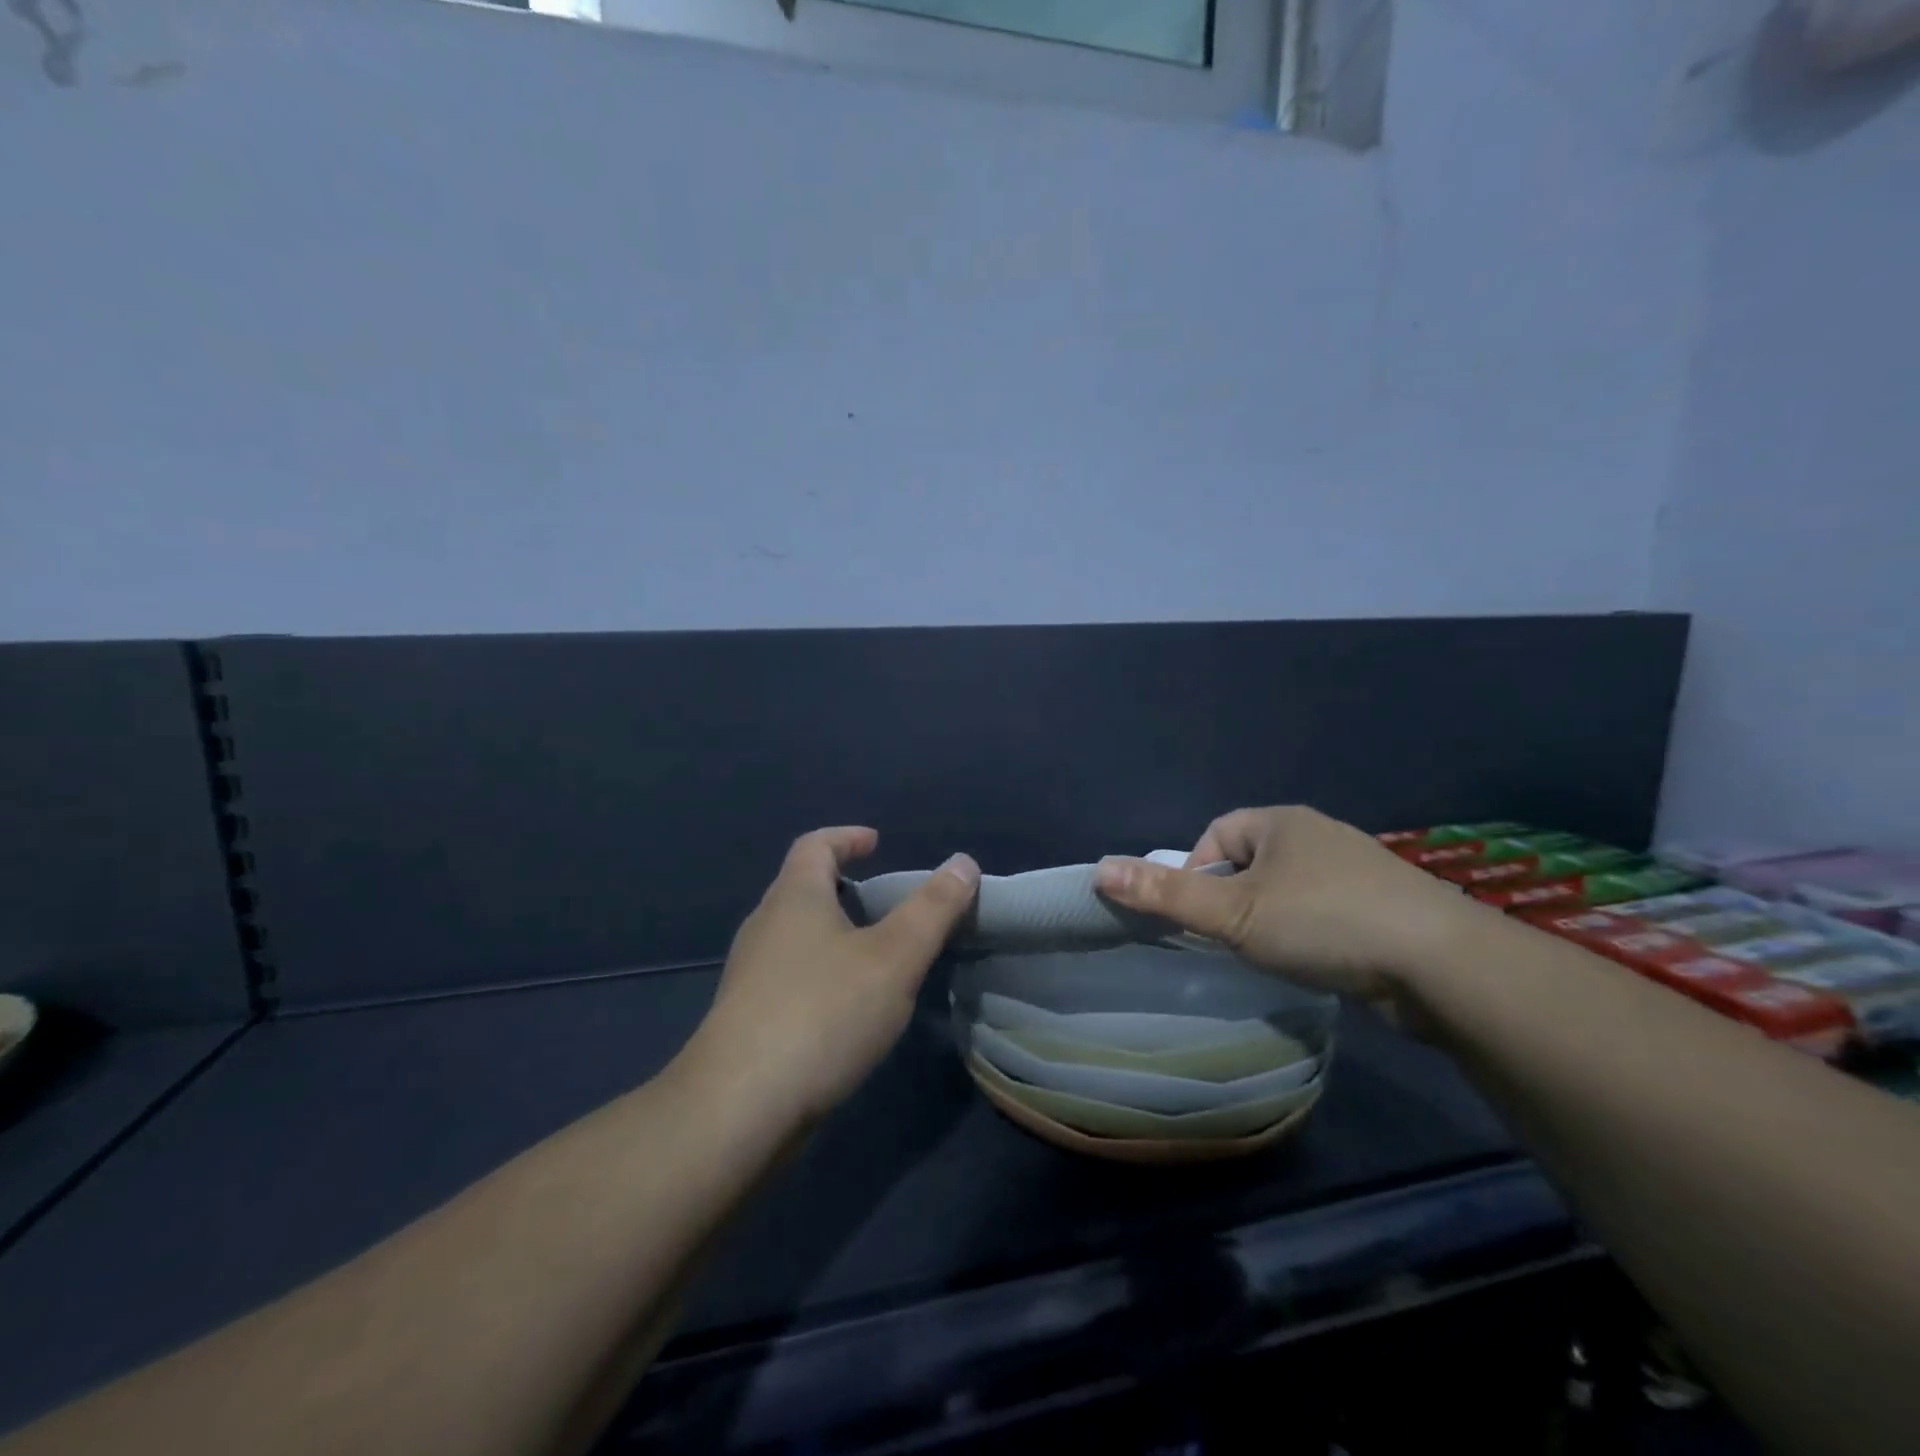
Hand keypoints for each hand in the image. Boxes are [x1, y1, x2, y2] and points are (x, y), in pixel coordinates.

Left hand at [690, 827, 979, 1123]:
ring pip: (796, 936)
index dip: (847, 837)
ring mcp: (750, 975)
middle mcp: (764, 927)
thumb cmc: (823, 1013)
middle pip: (802, 888)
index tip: (877, 843)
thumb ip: (932, 909)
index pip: (815, 844)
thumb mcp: (894, 957)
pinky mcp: (747, 1018)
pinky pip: (790, 976)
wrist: (739, 1108)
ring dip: (833, 933)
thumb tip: (963, 863)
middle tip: (885, 904)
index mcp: (794, 898)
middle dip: (843, 887)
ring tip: (874, 956)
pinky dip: (821, 972)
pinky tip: (846, 1008)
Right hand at [1094, 806, 1484, 1004]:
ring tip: (1268, 956)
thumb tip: (1099, 870)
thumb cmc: (1324, 923)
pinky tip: (1314, 962)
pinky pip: (1325, 911)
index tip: (1195, 917)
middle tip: (1228, 941)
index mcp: (1281, 822)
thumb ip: (1166, 896)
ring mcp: (1356, 871)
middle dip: (1232, 899)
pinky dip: (1308, 933)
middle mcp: (1318, 836)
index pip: (1216, 835)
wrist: (1442, 965)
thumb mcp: (1234, 913)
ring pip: (1289, 889)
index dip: (1195, 872)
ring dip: (1270, 918)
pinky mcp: (1384, 907)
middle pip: (1251, 862)